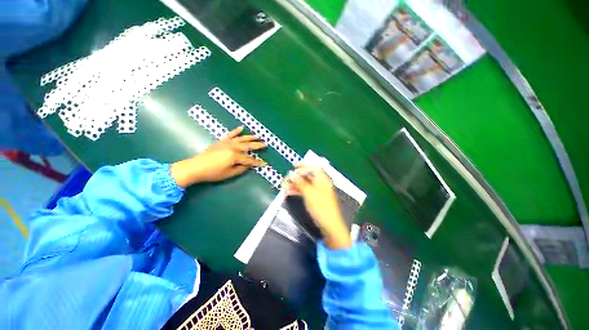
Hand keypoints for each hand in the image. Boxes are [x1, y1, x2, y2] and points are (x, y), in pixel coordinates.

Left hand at [171, 126, 266, 187]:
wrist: (195, 167)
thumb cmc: (213, 172)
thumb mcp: (229, 173)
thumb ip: (241, 168)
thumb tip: (249, 165)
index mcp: (235, 156)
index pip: (249, 160)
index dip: (257, 162)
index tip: (265, 164)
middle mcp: (232, 147)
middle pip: (248, 146)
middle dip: (258, 145)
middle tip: (266, 144)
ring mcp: (226, 143)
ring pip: (241, 138)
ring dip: (250, 137)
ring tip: (258, 135)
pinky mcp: (221, 141)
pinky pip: (230, 134)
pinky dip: (236, 131)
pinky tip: (241, 127)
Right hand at [284, 165, 351, 248]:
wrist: (329, 224)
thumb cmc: (321, 207)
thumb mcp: (309, 193)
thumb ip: (300, 182)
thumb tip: (292, 174)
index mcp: (322, 179)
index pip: (313, 167)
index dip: (304, 165)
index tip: (294, 166)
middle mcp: (321, 183)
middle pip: (308, 175)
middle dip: (297, 176)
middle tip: (287, 179)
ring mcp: (318, 191)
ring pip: (305, 184)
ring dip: (295, 184)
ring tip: (285, 186)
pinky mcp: (315, 198)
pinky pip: (305, 191)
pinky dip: (298, 190)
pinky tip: (290, 192)